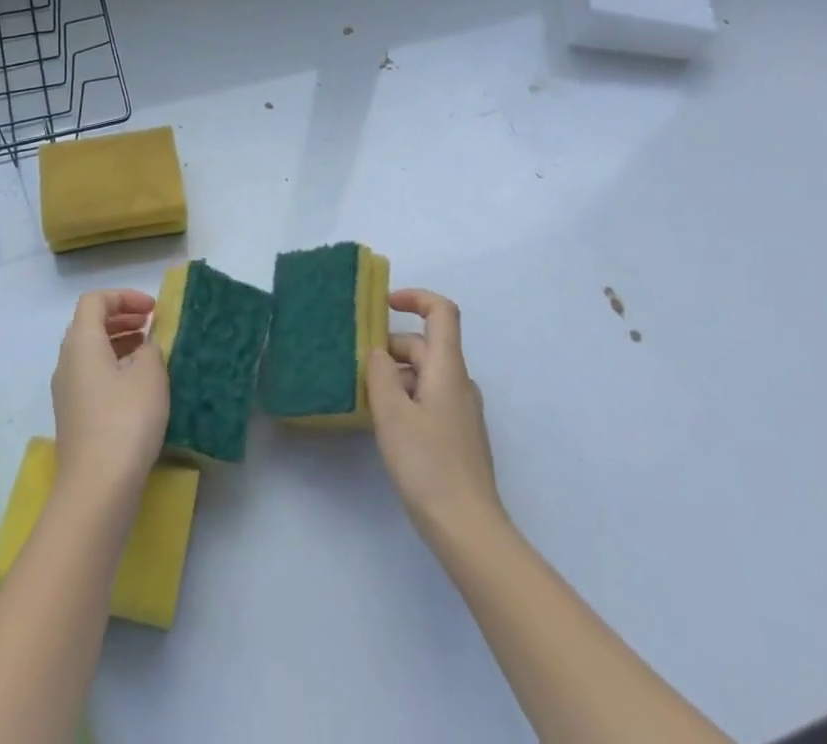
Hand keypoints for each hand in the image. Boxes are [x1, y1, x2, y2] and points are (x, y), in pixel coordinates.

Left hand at [51, 289, 169, 507]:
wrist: (97, 488)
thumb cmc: (125, 420)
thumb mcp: (149, 375)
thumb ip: (150, 349)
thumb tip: (145, 347)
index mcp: (81, 343)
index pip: (95, 301)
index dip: (124, 297)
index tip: (152, 309)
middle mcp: (67, 362)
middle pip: (89, 324)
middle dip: (121, 317)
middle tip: (151, 324)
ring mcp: (67, 392)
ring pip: (91, 351)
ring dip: (119, 342)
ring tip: (149, 351)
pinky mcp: (74, 417)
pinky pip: (92, 376)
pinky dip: (114, 367)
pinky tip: (139, 386)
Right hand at [367, 288, 502, 539]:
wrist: (468, 528)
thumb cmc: (428, 464)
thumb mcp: (392, 413)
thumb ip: (380, 374)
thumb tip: (377, 352)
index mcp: (448, 368)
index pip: (442, 312)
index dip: (415, 297)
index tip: (384, 304)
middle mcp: (460, 382)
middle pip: (426, 345)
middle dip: (391, 349)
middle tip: (358, 369)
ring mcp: (463, 410)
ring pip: (425, 374)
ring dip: (396, 377)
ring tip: (367, 400)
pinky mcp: (459, 435)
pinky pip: (430, 398)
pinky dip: (407, 398)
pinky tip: (388, 426)